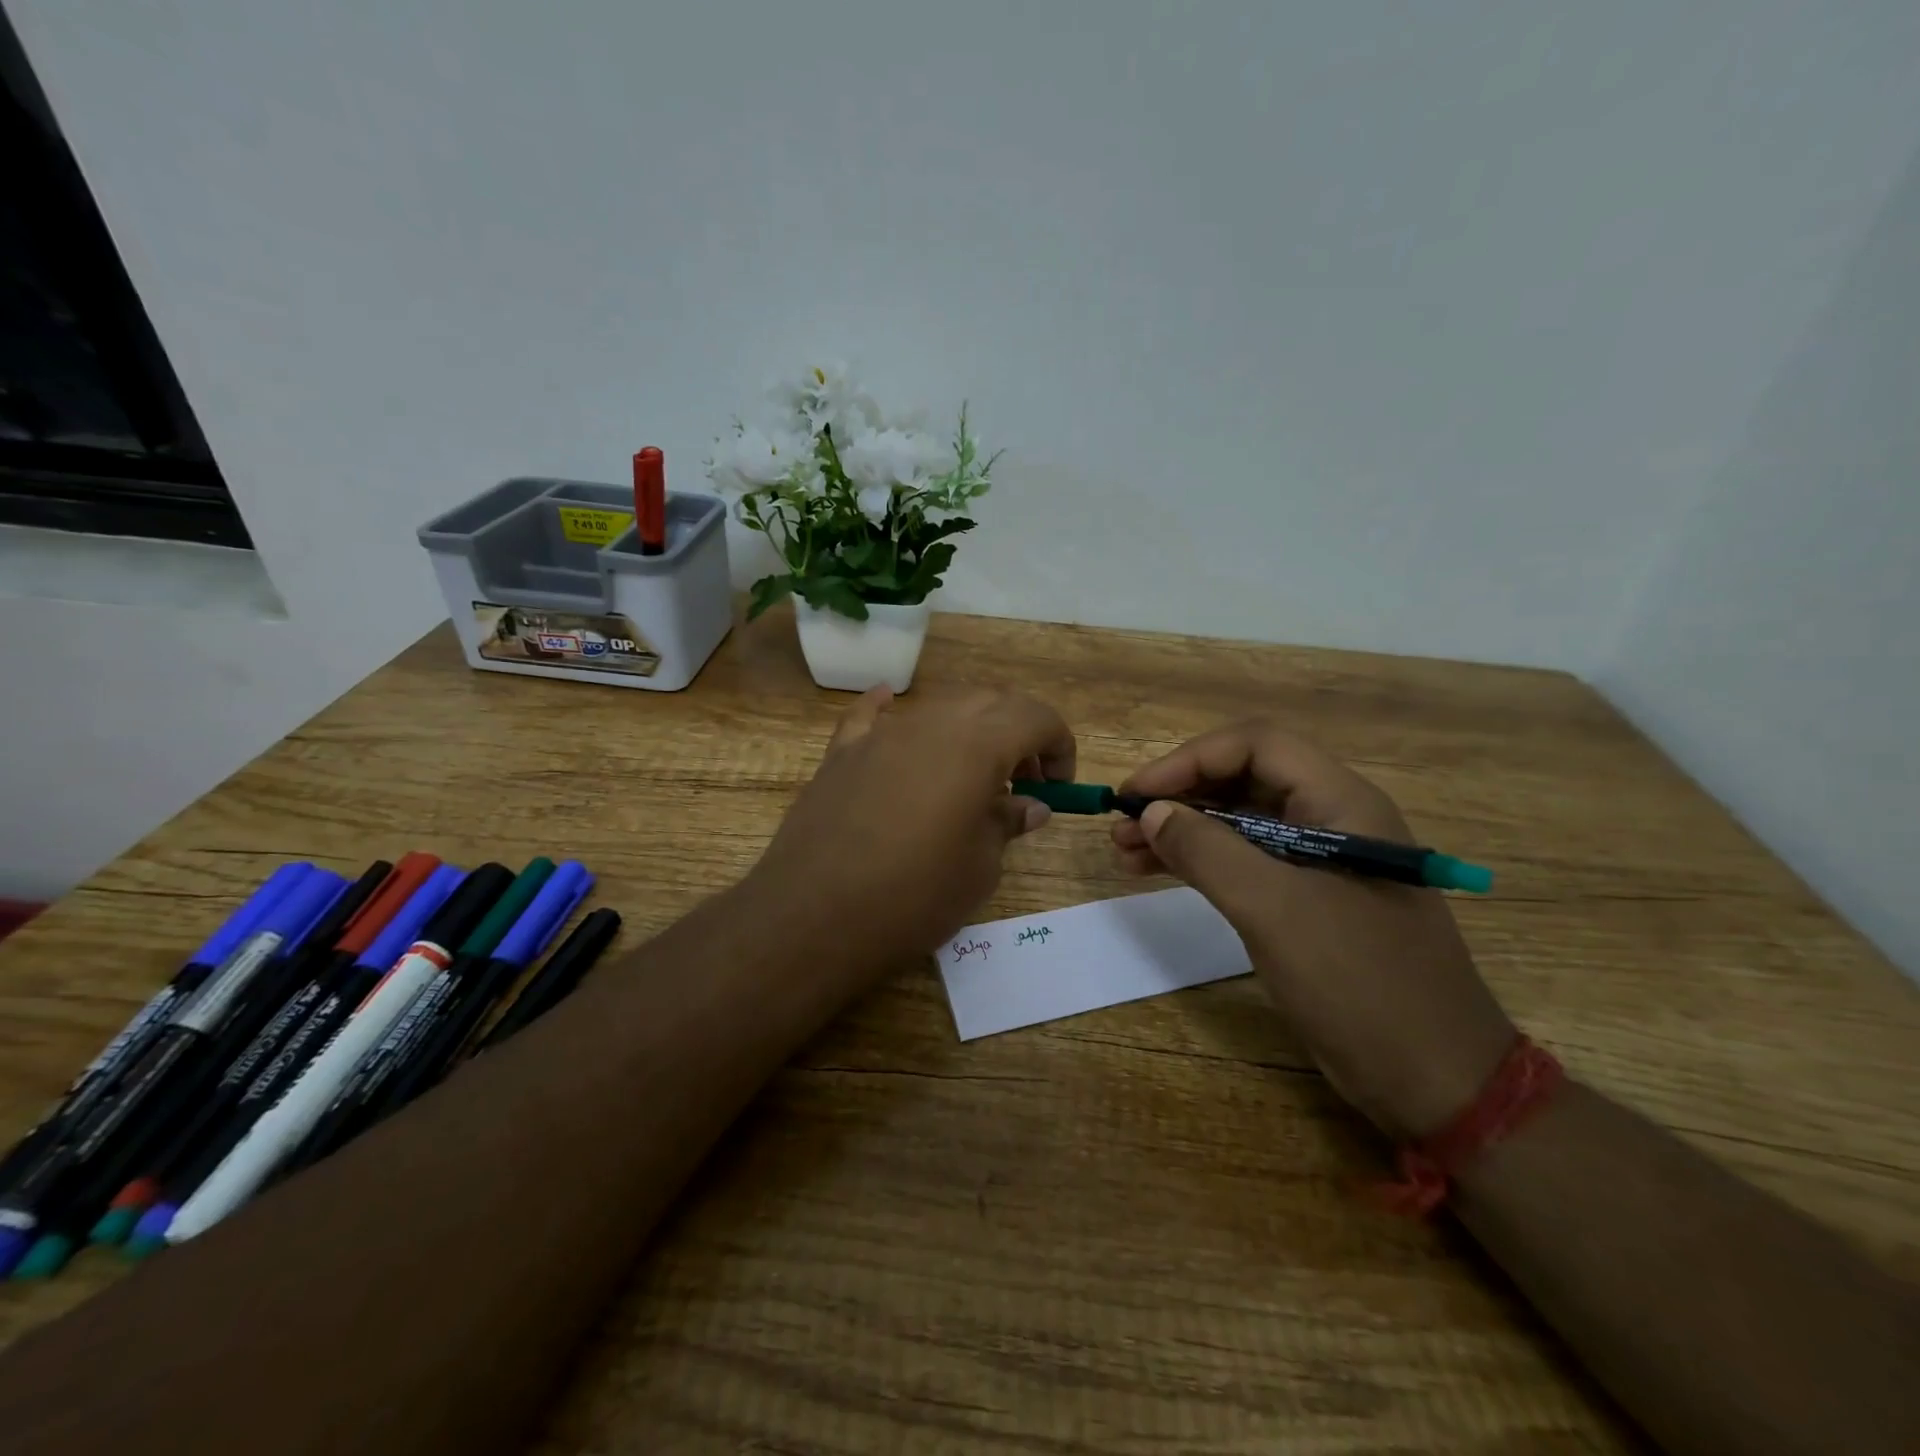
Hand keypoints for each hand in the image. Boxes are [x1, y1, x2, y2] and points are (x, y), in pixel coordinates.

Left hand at [746, 686, 1075, 986]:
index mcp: (975, 746)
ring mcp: (880, 734)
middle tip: (1024, 782)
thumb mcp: (979, 867)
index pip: (1035, 717)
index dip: (1059, 745)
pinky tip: (889, 703)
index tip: (1059, 785)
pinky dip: (890, 709)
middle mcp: (930, 724)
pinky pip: (871, 716)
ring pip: (938, 708)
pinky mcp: (841, 753)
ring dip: (969, 730)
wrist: (812, 917)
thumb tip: (1030, 806)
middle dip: (1018, 733)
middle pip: (989, 702)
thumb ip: (1007, 823)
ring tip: (971, 777)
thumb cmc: (913, 897)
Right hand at [1111, 722, 1514, 1139]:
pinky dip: (1199, 861)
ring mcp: (1320, 861)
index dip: (1190, 760)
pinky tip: (1157, 871)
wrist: (1435, 1080)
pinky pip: (1244, 861)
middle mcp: (1332, 819)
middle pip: (1243, 780)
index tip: (1138, 793)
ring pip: (1238, 822)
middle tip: (1122, 824)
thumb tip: (1151, 812)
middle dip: (1179, 796)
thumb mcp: (1275, 910)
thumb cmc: (1360, 983)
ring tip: (1124, 850)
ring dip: (1182, 829)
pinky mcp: (1307, 900)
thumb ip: (1208, 851)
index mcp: (1341, 803)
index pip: (1256, 746)